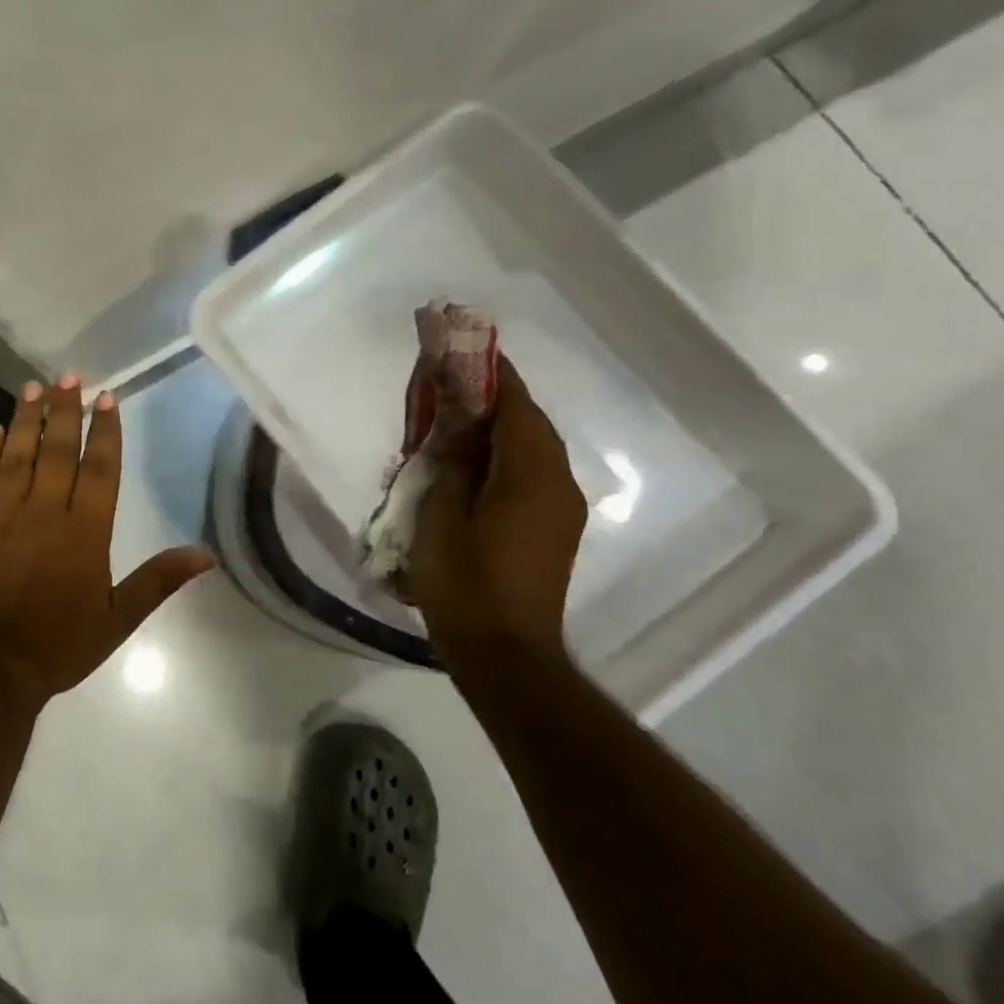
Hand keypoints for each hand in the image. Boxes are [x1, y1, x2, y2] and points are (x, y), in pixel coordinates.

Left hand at [0, 376, 213, 703]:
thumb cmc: (60, 644)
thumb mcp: (119, 618)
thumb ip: (159, 580)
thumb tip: (205, 554)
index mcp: (85, 530)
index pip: (99, 467)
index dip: (104, 429)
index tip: (106, 397)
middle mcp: (45, 511)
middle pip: (57, 450)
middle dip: (64, 410)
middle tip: (68, 377)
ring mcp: (4, 515)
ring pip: (17, 456)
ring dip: (26, 419)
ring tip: (32, 388)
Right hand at [401, 356, 586, 656]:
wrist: (505, 655)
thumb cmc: (464, 581)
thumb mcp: (442, 512)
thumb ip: (453, 457)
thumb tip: (459, 414)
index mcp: (530, 473)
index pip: (515, 404)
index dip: (489, 373)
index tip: (463, 348)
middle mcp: (557, 483)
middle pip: (528, 422)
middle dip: (492, 397)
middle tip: (448, 385)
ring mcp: (561, 508)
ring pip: (531, 448)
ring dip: (497, 428)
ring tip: (454, 421)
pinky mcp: (553, 529)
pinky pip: (531, 474)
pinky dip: (503, 456)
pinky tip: (470, 465)